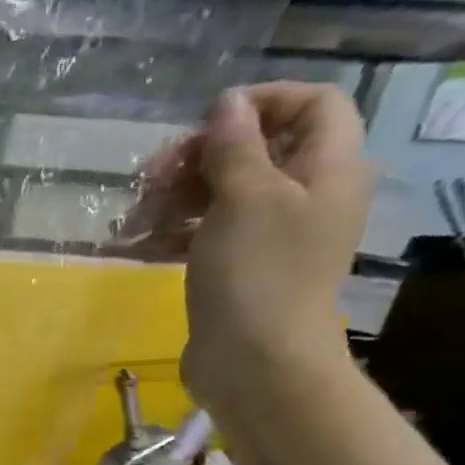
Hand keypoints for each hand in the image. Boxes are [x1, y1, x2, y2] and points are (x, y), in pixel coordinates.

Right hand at [124, 83, 373, 419]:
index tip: (206, 124)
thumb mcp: (244, 198)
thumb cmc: (256, 273)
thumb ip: (235, 146)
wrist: (255, 361)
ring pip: (226, 193)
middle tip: (152, 177)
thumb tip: (228, 104)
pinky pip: (210, 233)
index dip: (261, 103)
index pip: (312, 104)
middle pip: (258, 149)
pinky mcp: (242, 268)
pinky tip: (141, 243)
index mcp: (329, 167)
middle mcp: (308, 194)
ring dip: (178, 196)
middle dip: (201, 156)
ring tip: (135, 217)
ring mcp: (274, 235)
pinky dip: (177, 231)